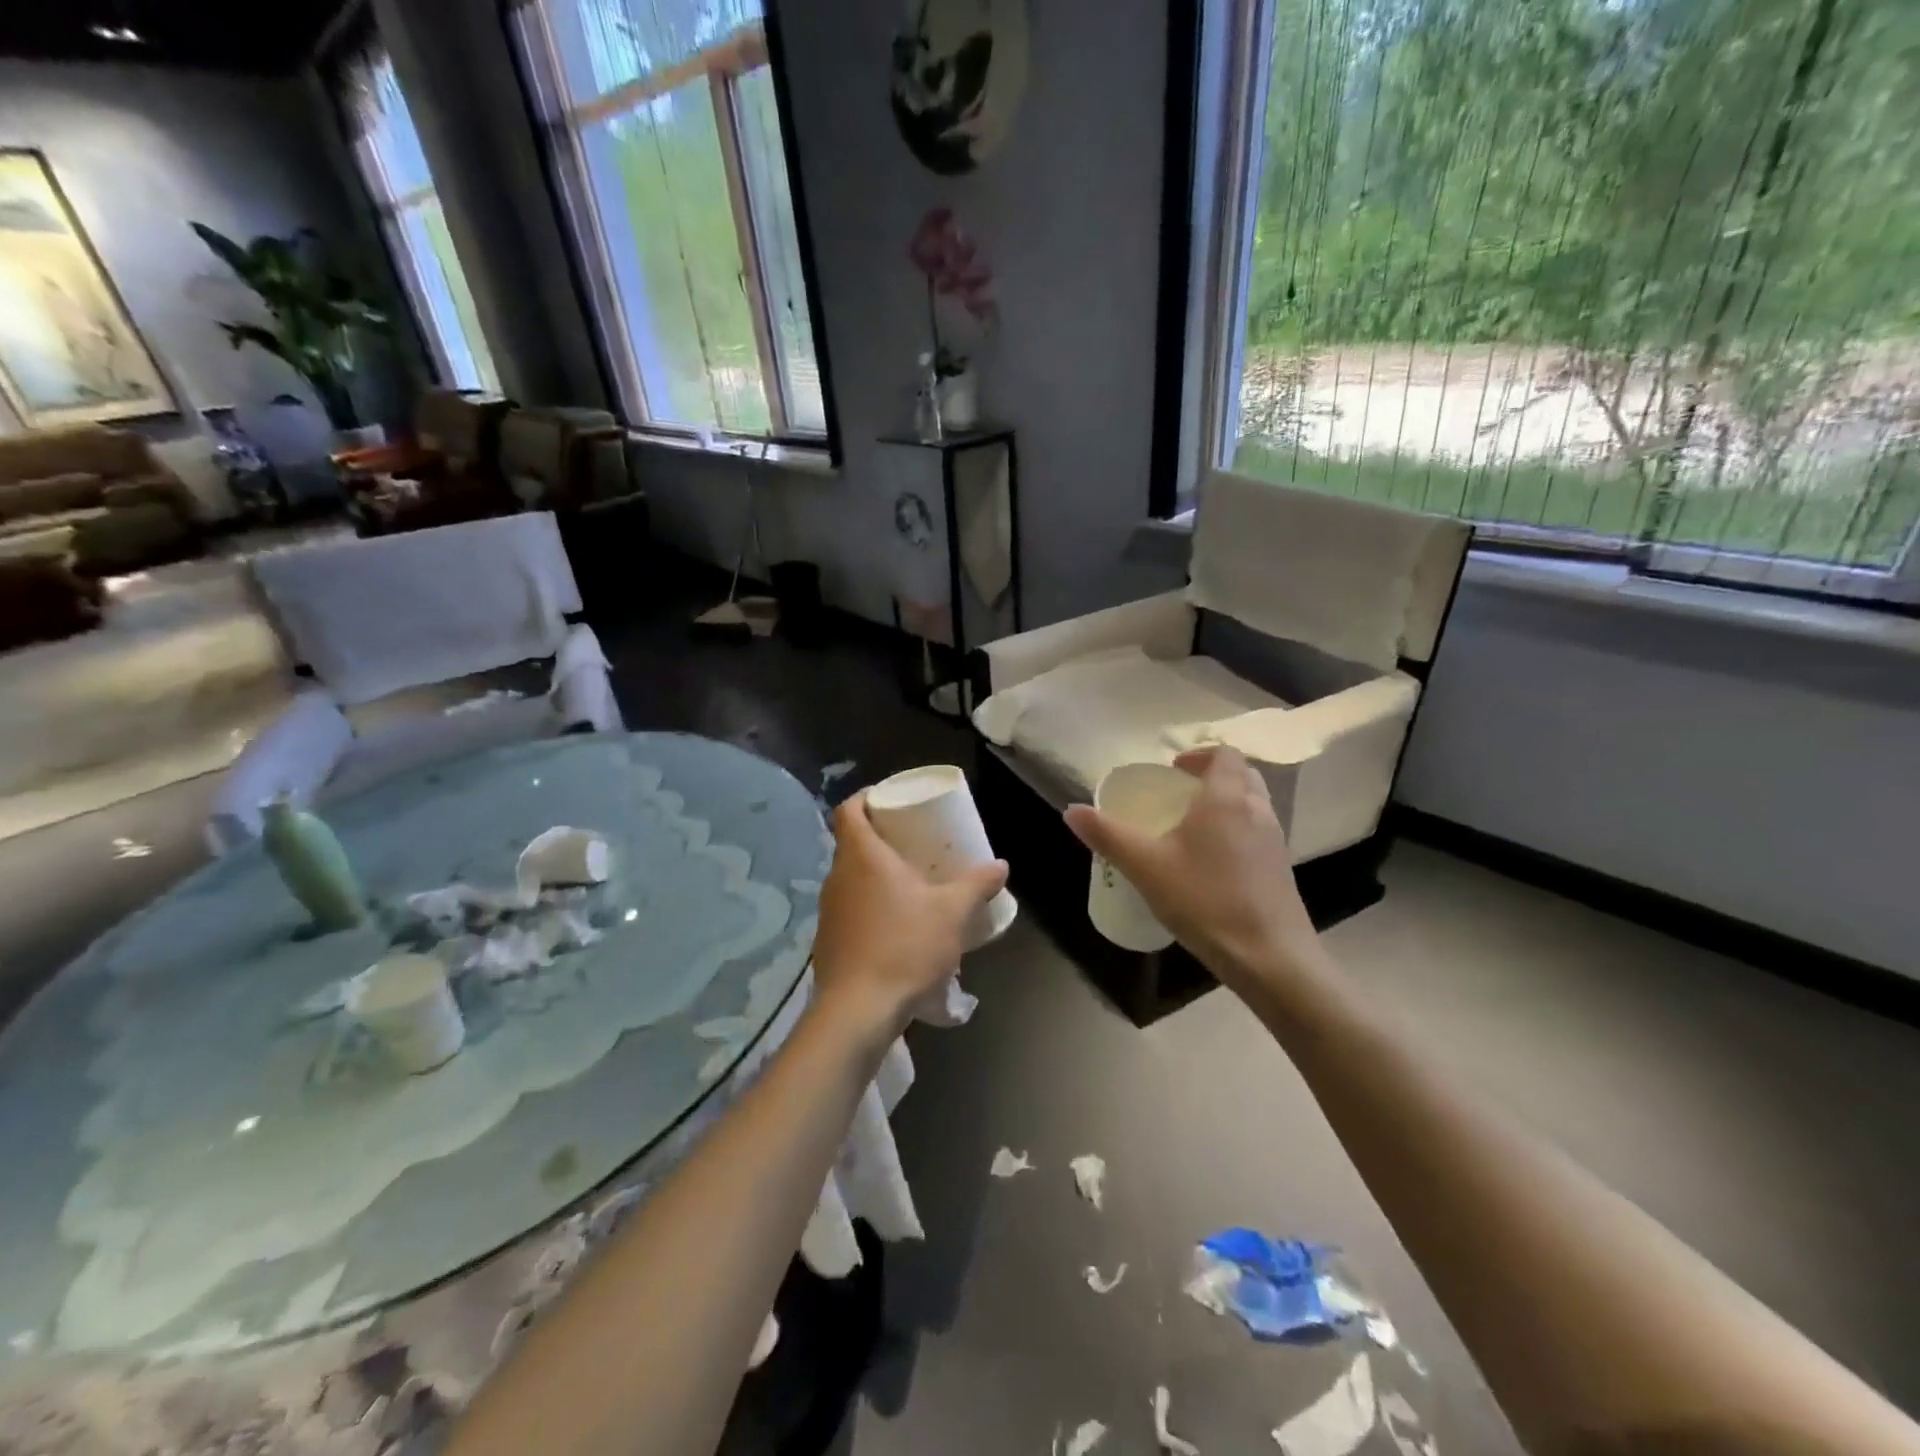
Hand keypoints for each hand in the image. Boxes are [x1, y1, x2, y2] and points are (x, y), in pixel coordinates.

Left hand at [810, 790, 1008, 1041]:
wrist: (859, 1011)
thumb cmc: (905, 946)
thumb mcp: (953, 913)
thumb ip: (977, 884)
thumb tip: (1000, 865)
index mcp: (862, 856)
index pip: (849, 809)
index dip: (866, 797)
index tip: (891, 801)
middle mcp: (838, 876)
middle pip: (852, 842)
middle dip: (881, 838)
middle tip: (913, 841)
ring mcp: (829, 910)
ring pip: (851, 877)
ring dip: (876, 875)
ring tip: (909, 883)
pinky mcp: (828, 940)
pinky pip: (850, 907)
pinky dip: (870, 905)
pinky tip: (896, 924)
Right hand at [1064, 748, 1325, 996]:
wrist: (1269, 958)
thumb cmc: (1205, 900)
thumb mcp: (1145, 867)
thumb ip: (1108, 836)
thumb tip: (1071, 811)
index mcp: (1227, 798)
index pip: (1225, 754)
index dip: (1199, 754)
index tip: (1173, 770)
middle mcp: (1258, 810)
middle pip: (1242, 775)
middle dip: (1212, 777)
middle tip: (1180, 795)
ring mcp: (1275, 840)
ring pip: (1253, 805)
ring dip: (1226, 804)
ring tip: (1192, 829)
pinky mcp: (1281, 869)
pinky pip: (1258, 833)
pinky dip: (1237, 832)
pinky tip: (1212, 864)